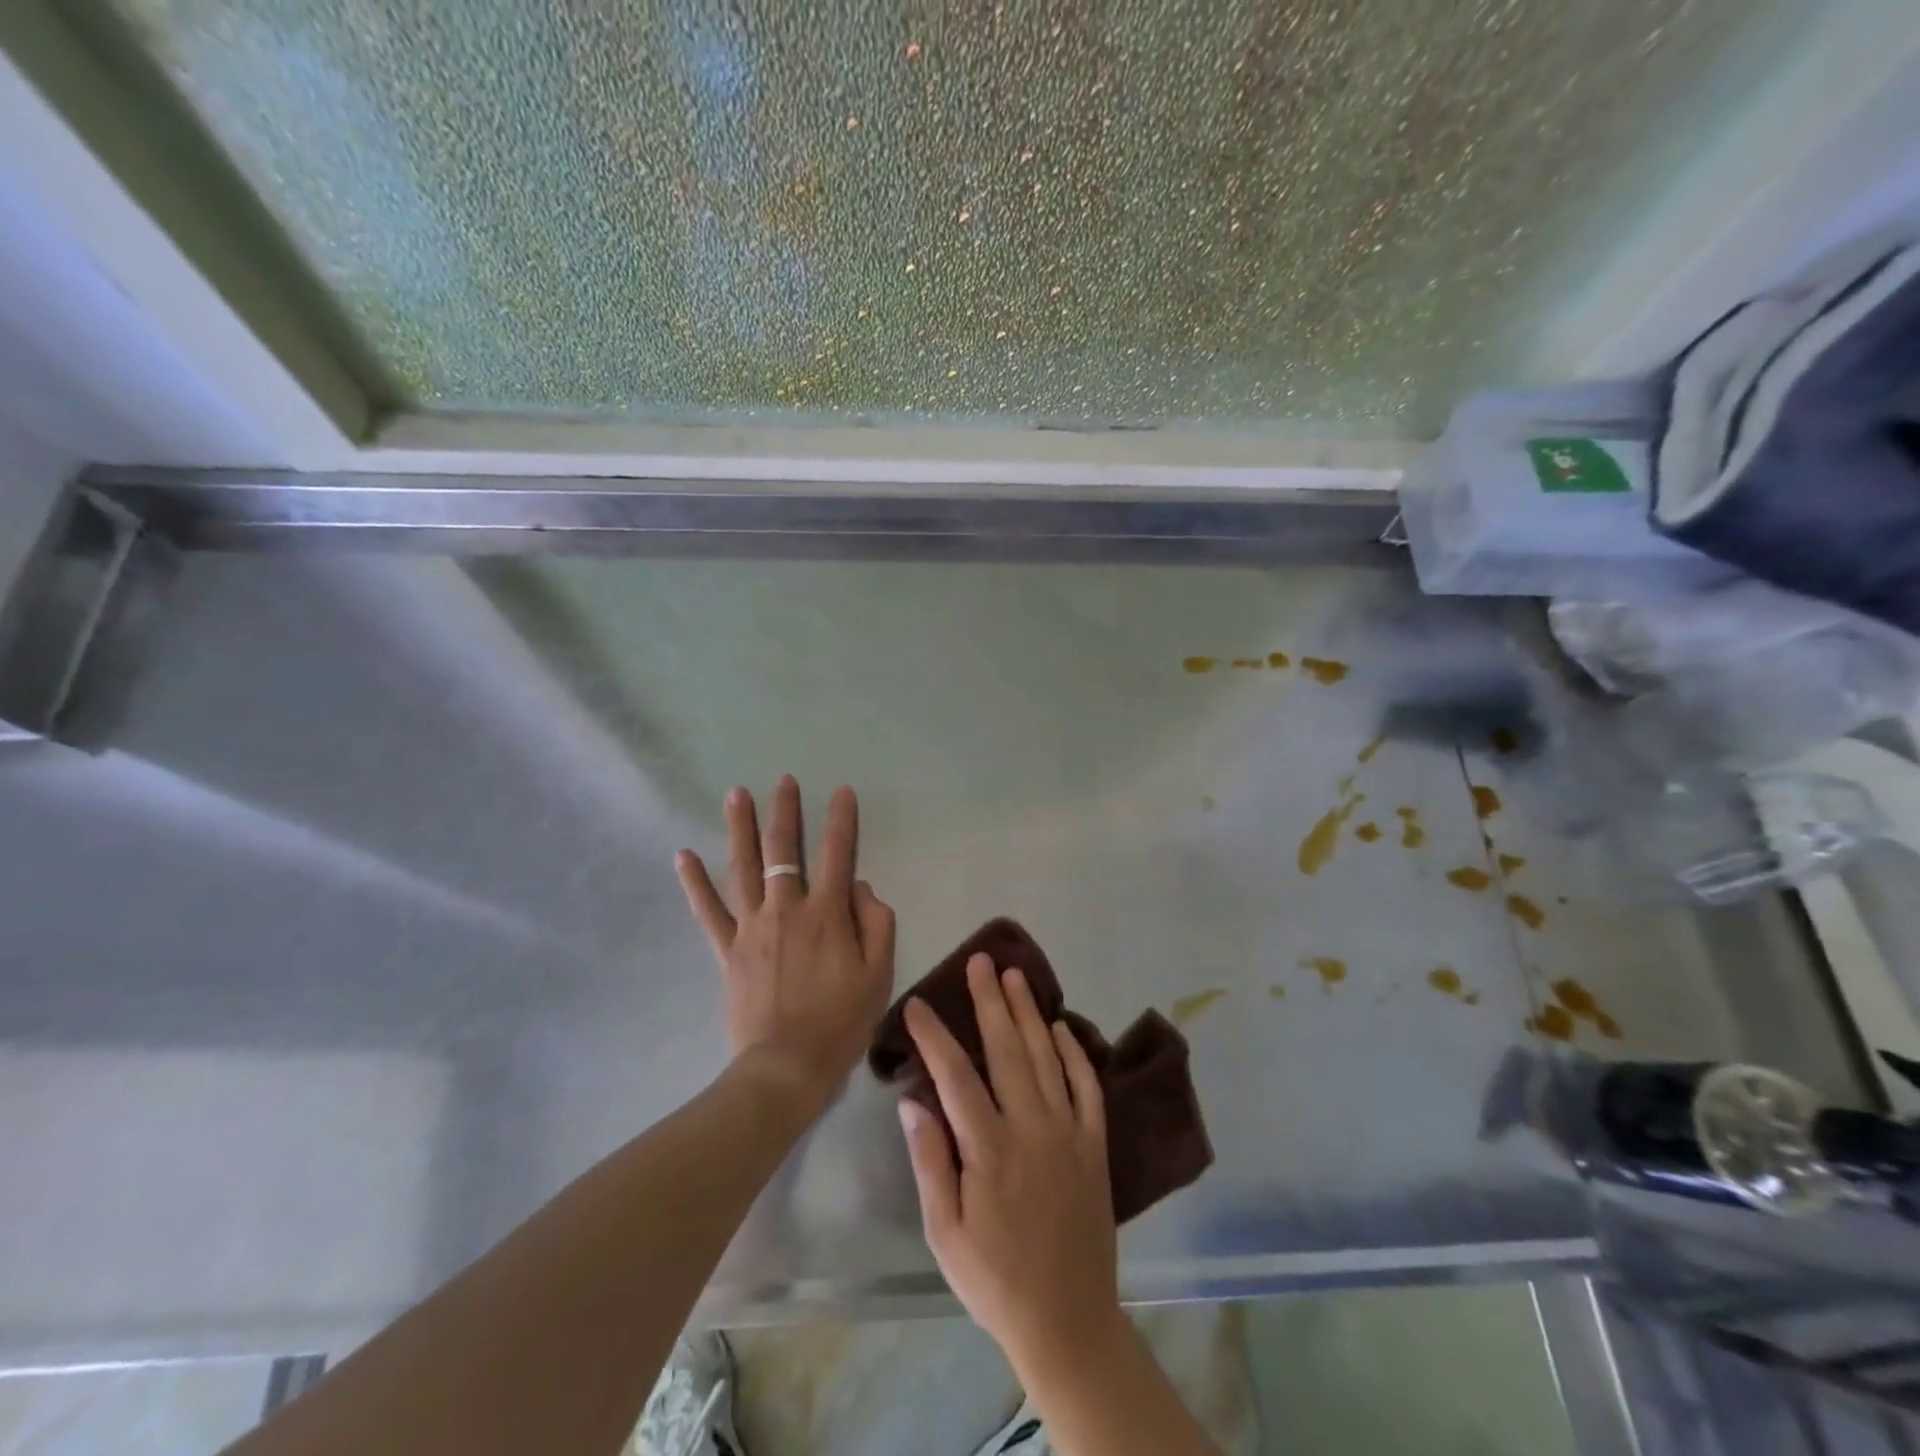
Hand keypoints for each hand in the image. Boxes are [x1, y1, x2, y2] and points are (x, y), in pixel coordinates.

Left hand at [677, 777, 895, 1112]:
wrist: (787, 1067)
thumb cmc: (841, 1021)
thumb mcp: (879, 973)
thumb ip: (877, 922)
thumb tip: (860, 885)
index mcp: (827, 913)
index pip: (837, 853)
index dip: (841, 819)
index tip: (842, 791)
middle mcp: (786, 909)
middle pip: (783, 850)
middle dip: (785, 811)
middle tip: (783, 781)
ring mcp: (752, 927)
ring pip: (743, 867)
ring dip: (740, 828)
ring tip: (736, 794)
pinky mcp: (728, 949)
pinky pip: (708, 911)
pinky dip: (695, 883)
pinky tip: (683, 855)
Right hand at [898, 954, 1120, 1367]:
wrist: (1068, 1321)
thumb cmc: (994, 1280)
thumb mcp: (944, 1233)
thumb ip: (929, 1161)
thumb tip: (911, 1100)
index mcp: (989, 1149)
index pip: (956, 1075)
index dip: (936, 1035)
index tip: (919, 1004)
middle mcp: (1032, 1128)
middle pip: (1008, 1050)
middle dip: (990, 1001)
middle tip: (980, 960)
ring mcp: (1069, 1133)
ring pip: (1047, 1057)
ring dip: (1030, 1012)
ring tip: (1016, 975)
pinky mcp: (1095, 1145)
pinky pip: (1087, 1087)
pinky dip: (1075, 1053)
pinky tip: (1061, 1027)